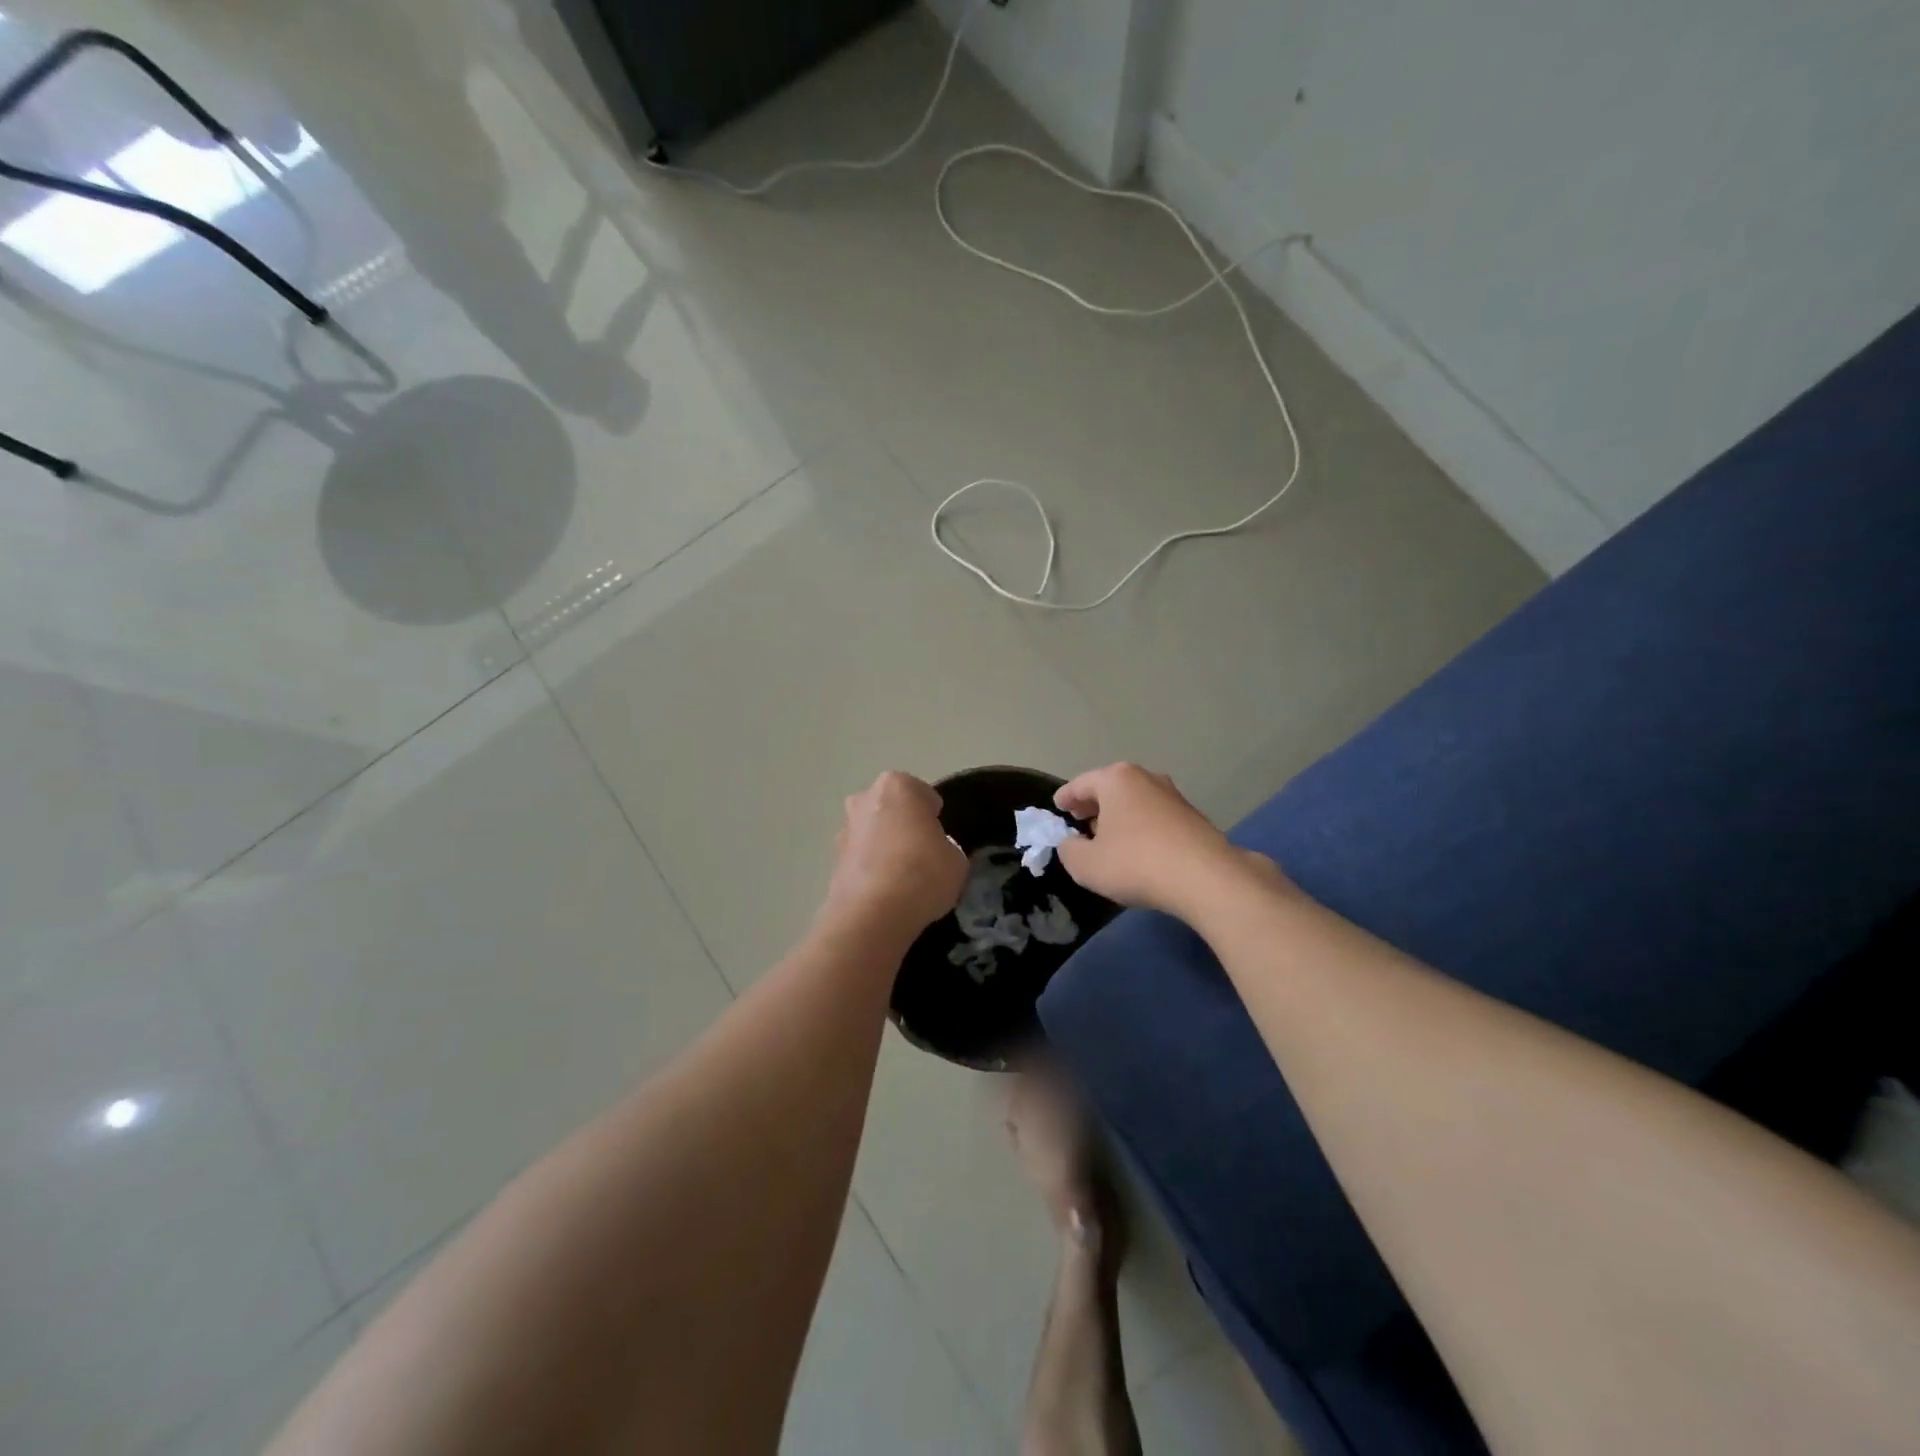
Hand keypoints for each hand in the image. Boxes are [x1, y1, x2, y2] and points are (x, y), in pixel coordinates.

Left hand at [824, 771, 967, 935]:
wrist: (872, 913)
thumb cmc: (922, 873)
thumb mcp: (956, 859)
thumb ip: (945, 847)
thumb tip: (935, 852)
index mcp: (897, 786)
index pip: (922, 793)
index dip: (933, 815)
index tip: (940, 836)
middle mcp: (865, 799)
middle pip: (891, 808)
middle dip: (902, 824)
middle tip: (922, 852)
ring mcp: (844, 829)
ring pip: (872, 832)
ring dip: (883, 846)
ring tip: (903, 877)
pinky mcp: (832, 860)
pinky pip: (861, 858)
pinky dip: (871, 869)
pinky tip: (886, 892)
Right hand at [1054, 763, 1278, 917]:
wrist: (1205, 878)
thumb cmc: (1135, 863)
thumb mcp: (1085, 864)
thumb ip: (1069, 850)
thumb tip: (1072, 843)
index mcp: (1116, 779)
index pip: (1081, 784)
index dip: (1065, 797)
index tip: (1057, 806)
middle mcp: (1146, 778)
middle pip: (1110, 788)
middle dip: (1093, 804)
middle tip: (1079, 820)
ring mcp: (1173, 796)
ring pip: (1135, 801)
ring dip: (1119, 816)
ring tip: (1108, 838)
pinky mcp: (1193, 818)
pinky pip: (1155, 817)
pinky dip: (1141, 827)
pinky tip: (1138, 849)